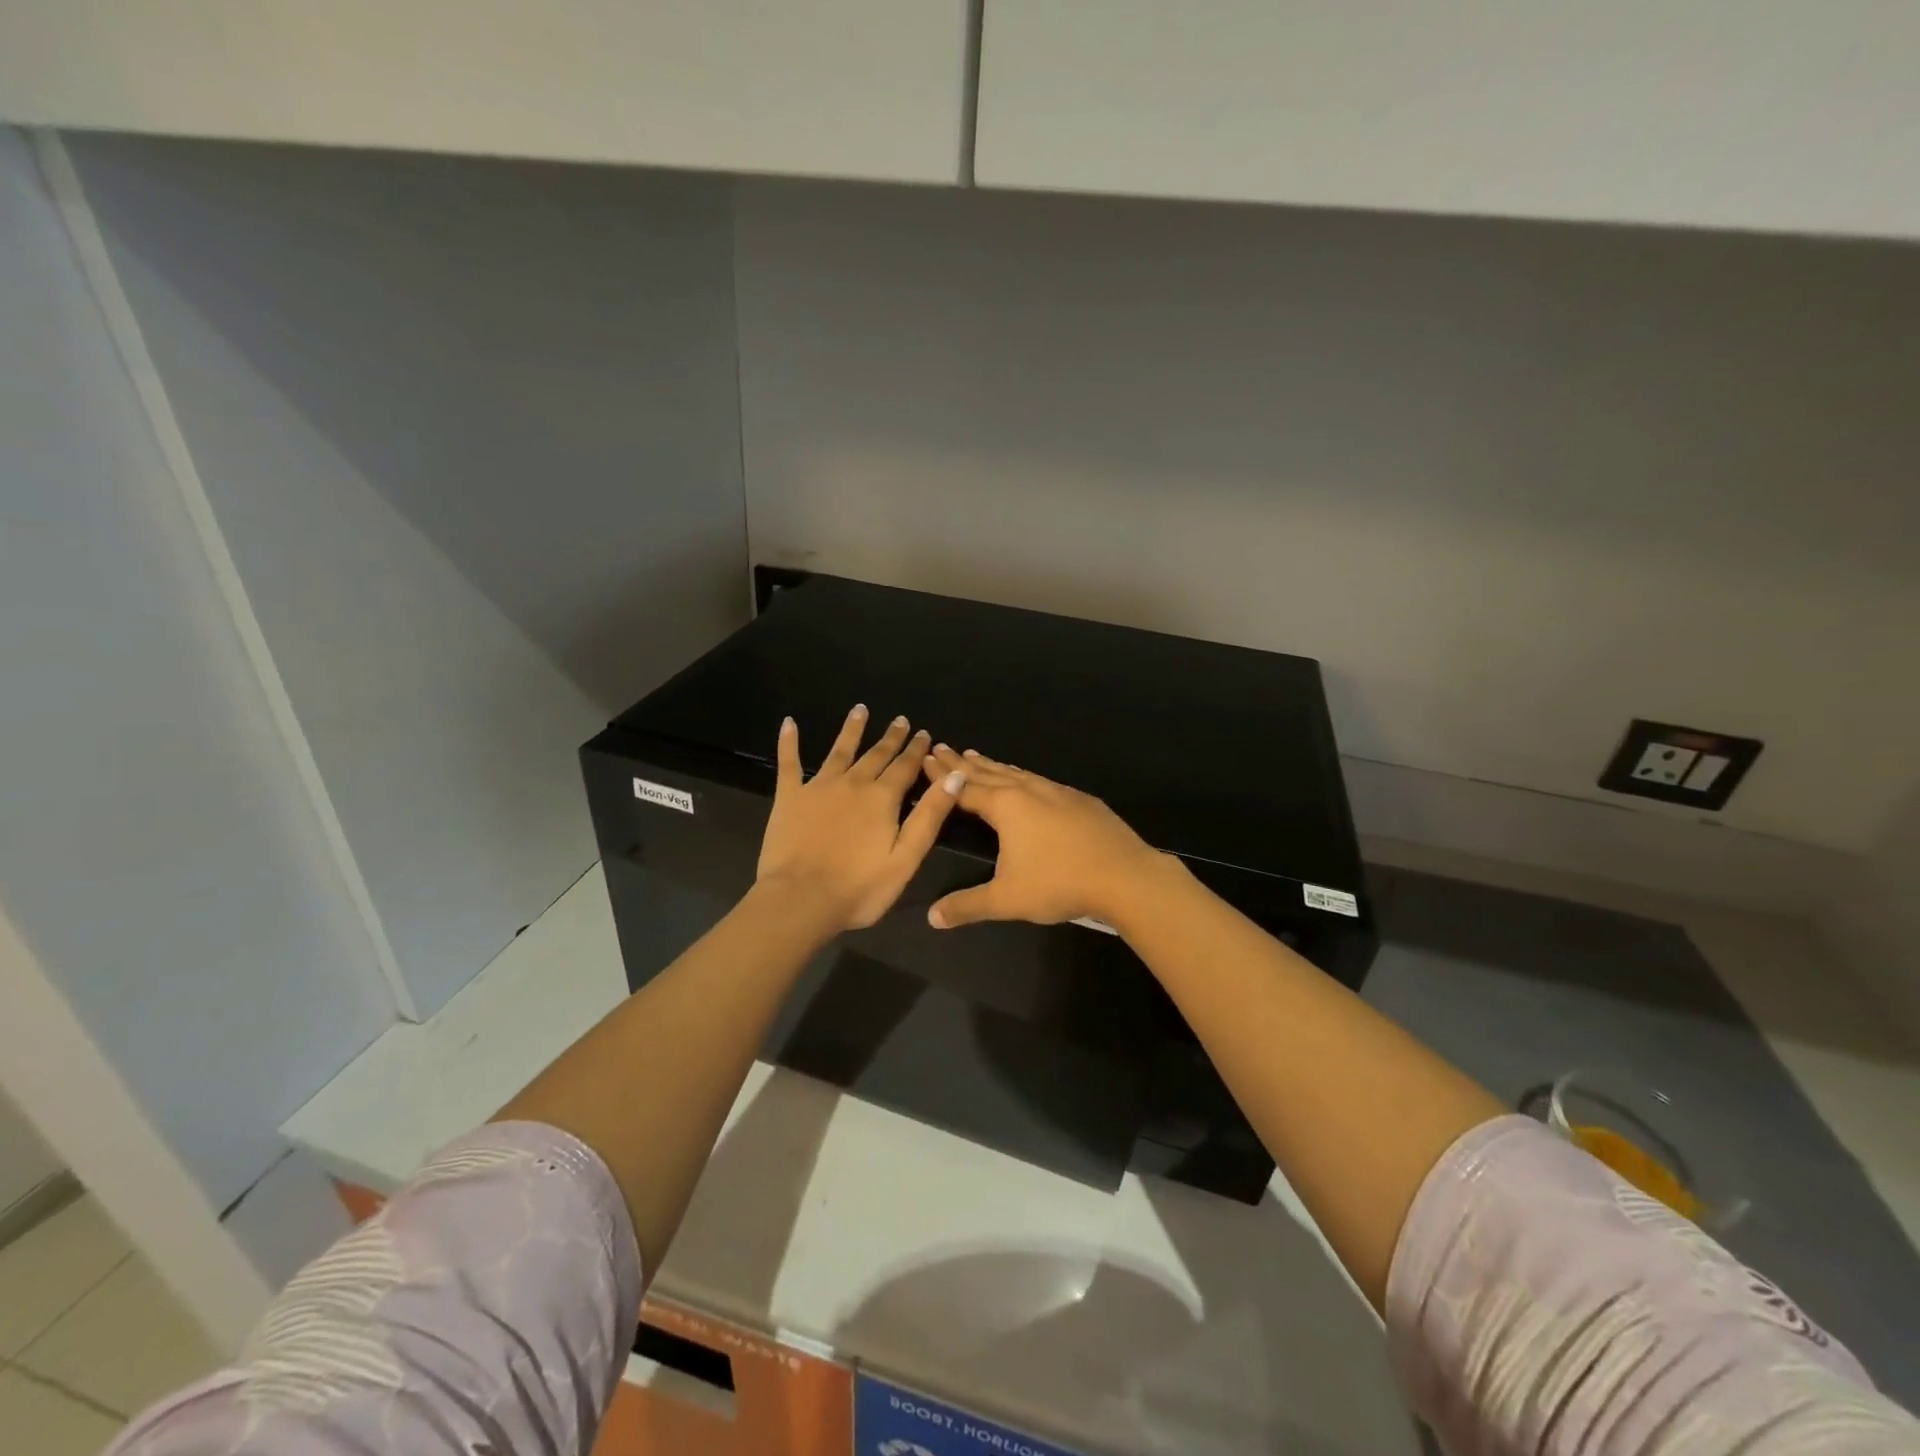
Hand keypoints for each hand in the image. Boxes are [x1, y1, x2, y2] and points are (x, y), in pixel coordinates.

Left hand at [756, 705, 964, 929]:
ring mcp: (818, 787)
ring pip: (839, 750)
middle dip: (891, 738)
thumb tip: (954, 776)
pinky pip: (789, 763)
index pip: (905, 767)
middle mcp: (853, 783)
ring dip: (851, 730)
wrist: (800, 900)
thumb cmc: (859, 888)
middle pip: (876, 755)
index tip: (925, 733)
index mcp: (883, 798)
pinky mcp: (789, 797)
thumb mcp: (906, 857)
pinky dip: (789, 742)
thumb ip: (930, 815)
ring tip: (860, 710)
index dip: (917, 750)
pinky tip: (789, 723)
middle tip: (900, 720)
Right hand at [920, 745, 1172, 929]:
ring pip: (1016, 773)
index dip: (943, 776)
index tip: (926, 758)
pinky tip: (1027, 781)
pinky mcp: (1080, 800)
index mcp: (1006, 807)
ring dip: (993, 766)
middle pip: (988, 773)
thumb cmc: (1059, 883)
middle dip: (963, 762)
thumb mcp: (1006, 900)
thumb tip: (932, 917)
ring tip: (978, 756)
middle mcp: (1028, 791)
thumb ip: (967, 905)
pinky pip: (1040, 780)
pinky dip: (1022, 775)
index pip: (965, 787)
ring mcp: (1057, 792)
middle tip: (942, 747)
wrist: (1124, 876)